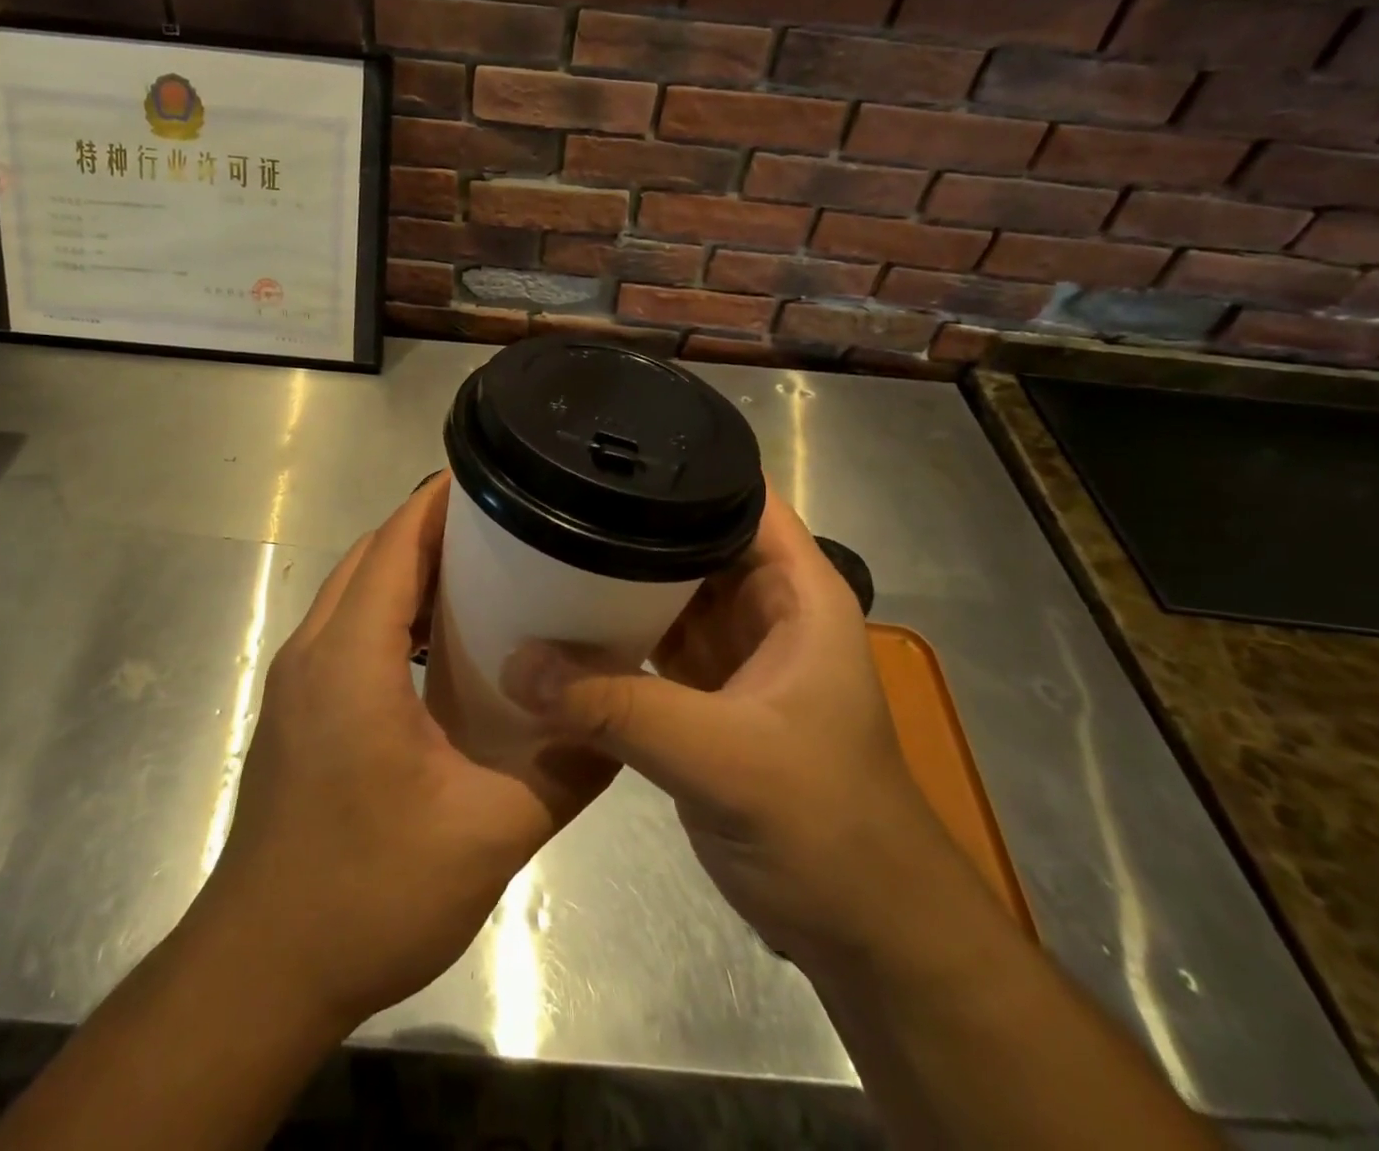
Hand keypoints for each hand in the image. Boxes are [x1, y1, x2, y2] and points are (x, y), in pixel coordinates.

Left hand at [198, 473, 613, 1031]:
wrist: (261, 971)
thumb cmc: (367, 895)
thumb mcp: (487, 837)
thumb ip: (563, 774)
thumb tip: (618, 726)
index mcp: (351, 659)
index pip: (394, 545)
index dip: (440, 502)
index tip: (496, 477)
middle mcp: (314, 652)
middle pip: (372, 557)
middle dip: (433, 528)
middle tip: (509, 524)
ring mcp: (298, 681)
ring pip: (355, 591)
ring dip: (410, 569)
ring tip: (485, 570)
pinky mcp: (298, 710)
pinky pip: (347, 629)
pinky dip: (392, 612)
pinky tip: (441, 645)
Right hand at [502, 488, 948, 971]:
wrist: (862, 932)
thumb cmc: (826, 826)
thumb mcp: (724, 758)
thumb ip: (618, 708)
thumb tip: (516, 664)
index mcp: (796, 591)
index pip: (739, 496)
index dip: (681, 465)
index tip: (606, 447)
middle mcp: (763, 609)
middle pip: (690, 539)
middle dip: (629, 520)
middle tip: (550, 495)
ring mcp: (731, 655)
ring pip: (666, 593)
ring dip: (615, 578)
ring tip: (542, 545)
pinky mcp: (703, 699)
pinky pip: (650, 645)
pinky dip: (612, 635)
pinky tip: (560, 625)